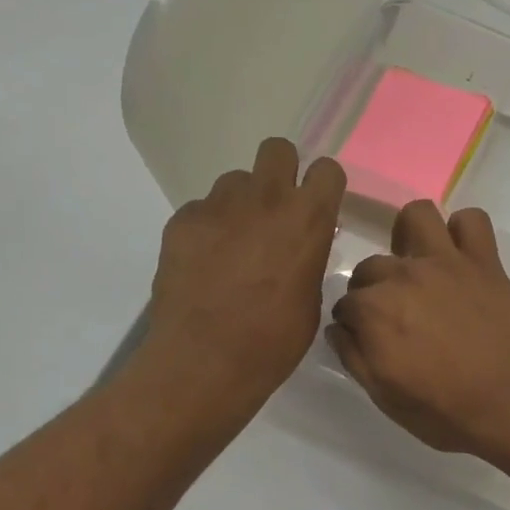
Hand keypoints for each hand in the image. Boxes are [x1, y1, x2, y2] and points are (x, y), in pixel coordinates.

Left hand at [147, 139, 344, 406]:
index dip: (323, 187)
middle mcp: (265, 199)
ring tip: (235, 244)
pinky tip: (205, 264)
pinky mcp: (183, 220)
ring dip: (241, 203)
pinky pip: (202, 209)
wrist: (205, 359)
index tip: (318, 209)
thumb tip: (301, 246)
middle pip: (277, 150)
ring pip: (235, 181)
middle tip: (275, 211)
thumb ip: (309, 259)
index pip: (326, 170)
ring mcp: (219, 206)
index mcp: (307, 220)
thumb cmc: (274, 340)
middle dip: (280, 172)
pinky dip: (208, 229)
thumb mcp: (311, 300)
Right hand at [328, 201, 509, 458]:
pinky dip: (464, 232)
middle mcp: (402, 276)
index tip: (366, 340)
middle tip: (395, 316)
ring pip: (416, 217)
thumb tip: (339, 329)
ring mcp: (445, 262)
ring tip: (418, 265)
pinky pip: (472, 220)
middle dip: (373, 289)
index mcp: (373, 311)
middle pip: (371, 266)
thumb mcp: (386, 398)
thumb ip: (355, 358)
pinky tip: (462, 257)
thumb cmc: (448, 411)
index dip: (353, 324)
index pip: (345, 305)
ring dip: (410, 237)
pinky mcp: (484, 261)